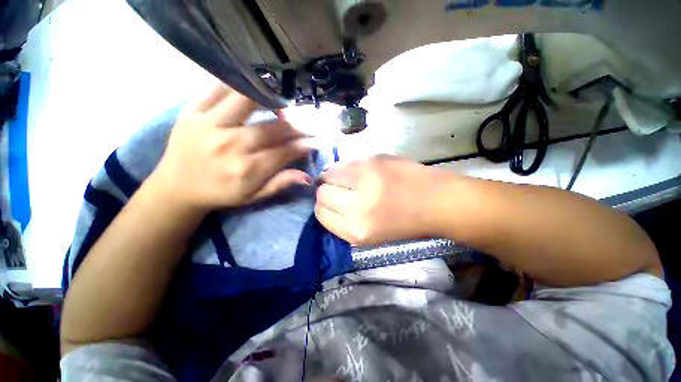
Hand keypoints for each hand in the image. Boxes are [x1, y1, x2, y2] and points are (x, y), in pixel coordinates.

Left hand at [150, 85, 311, 211]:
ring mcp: (209, 125)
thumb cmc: (220, 193)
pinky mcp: (191, 112)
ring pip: (245, 101)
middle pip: (271, 129)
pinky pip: (215, 88)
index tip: (314, 141)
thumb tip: (307, 176)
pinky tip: (250, 87)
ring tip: (281, 104)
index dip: (302, 145)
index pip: (284, 152)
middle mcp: (230, 145)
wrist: (176, 187)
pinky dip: (236, 84)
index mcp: (246, 169)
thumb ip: (280, 184)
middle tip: (305, 125)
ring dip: (269, 99)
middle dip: (294, 127)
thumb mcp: (253, 196)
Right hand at [315, 155, 450, 244]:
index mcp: (356, 230)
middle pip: (322, 193)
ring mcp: (365, 179)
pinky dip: (345, 168)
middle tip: (337, 191)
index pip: (321, 214)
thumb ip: (344, 221)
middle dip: (326, 192)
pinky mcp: (373, 160)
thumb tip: (325, 203)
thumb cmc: (405, 224)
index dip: (323, 208)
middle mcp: (356, 206)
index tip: (329, 204)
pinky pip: (345, 163)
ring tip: (346, 180)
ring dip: (333, 177)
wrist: (438, 202)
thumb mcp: (370, 235)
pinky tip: (357, 172)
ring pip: (329, 174)